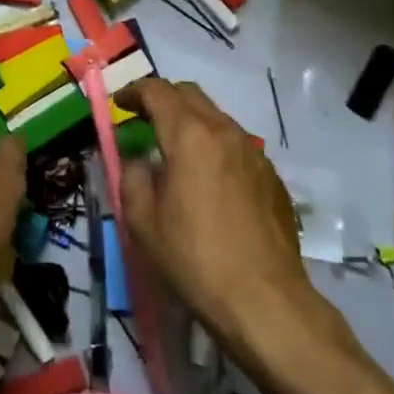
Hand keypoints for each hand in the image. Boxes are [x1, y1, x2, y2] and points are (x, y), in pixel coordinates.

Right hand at [115, 79, 346, 354]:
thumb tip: (139, 160)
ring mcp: (254, 153)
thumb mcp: (142, 220)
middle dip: (164, 100)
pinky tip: (209, 182)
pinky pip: (237, 146)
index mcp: (190, 135)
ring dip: (191, 123)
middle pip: (190, 94)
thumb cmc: (195, 258)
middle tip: (144, 123)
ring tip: (176, 154)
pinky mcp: (272, 178)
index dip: (134, 91)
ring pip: (217, 118)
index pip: (158, 91)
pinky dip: (215, 147)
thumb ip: (132, 176)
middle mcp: (225, 132)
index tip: (120, 104)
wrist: (266, 302)